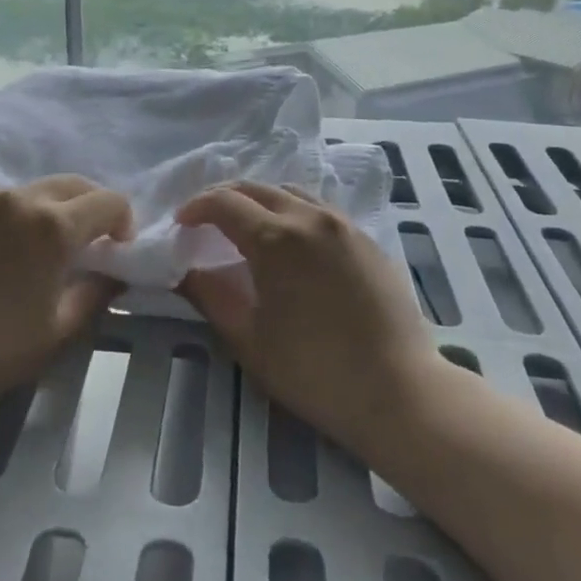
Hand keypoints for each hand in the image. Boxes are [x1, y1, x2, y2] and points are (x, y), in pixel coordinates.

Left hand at [0, 176, 132, 426]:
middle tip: (91, 243)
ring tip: (45, 248)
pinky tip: (4, 254)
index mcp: (54, 225)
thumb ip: (97, 293)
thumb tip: (112, 274)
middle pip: (73, 184)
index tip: (117, 251)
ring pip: (33, 191)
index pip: (108, 201)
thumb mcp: (61, 329)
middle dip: (92, 206)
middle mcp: (19, 200)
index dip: (124, 222)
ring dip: (53, 210)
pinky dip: (16, 218)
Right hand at [177, 182, 440, 460]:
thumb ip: (210, 296)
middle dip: (224, 198)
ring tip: (245, 226)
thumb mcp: (249, 339)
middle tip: (205, 220)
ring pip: (291, 193)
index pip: (224, 203)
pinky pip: (320, 210)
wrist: (400, 392)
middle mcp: (310, 218)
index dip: (196, 207)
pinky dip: (292, 212)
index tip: (181, 224)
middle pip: (257, 189)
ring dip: (260, 201)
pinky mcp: (368, 240)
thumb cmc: (314, 371)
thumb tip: (185, 271)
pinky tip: (290, 243)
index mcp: (276, 238)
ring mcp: (344, 226)